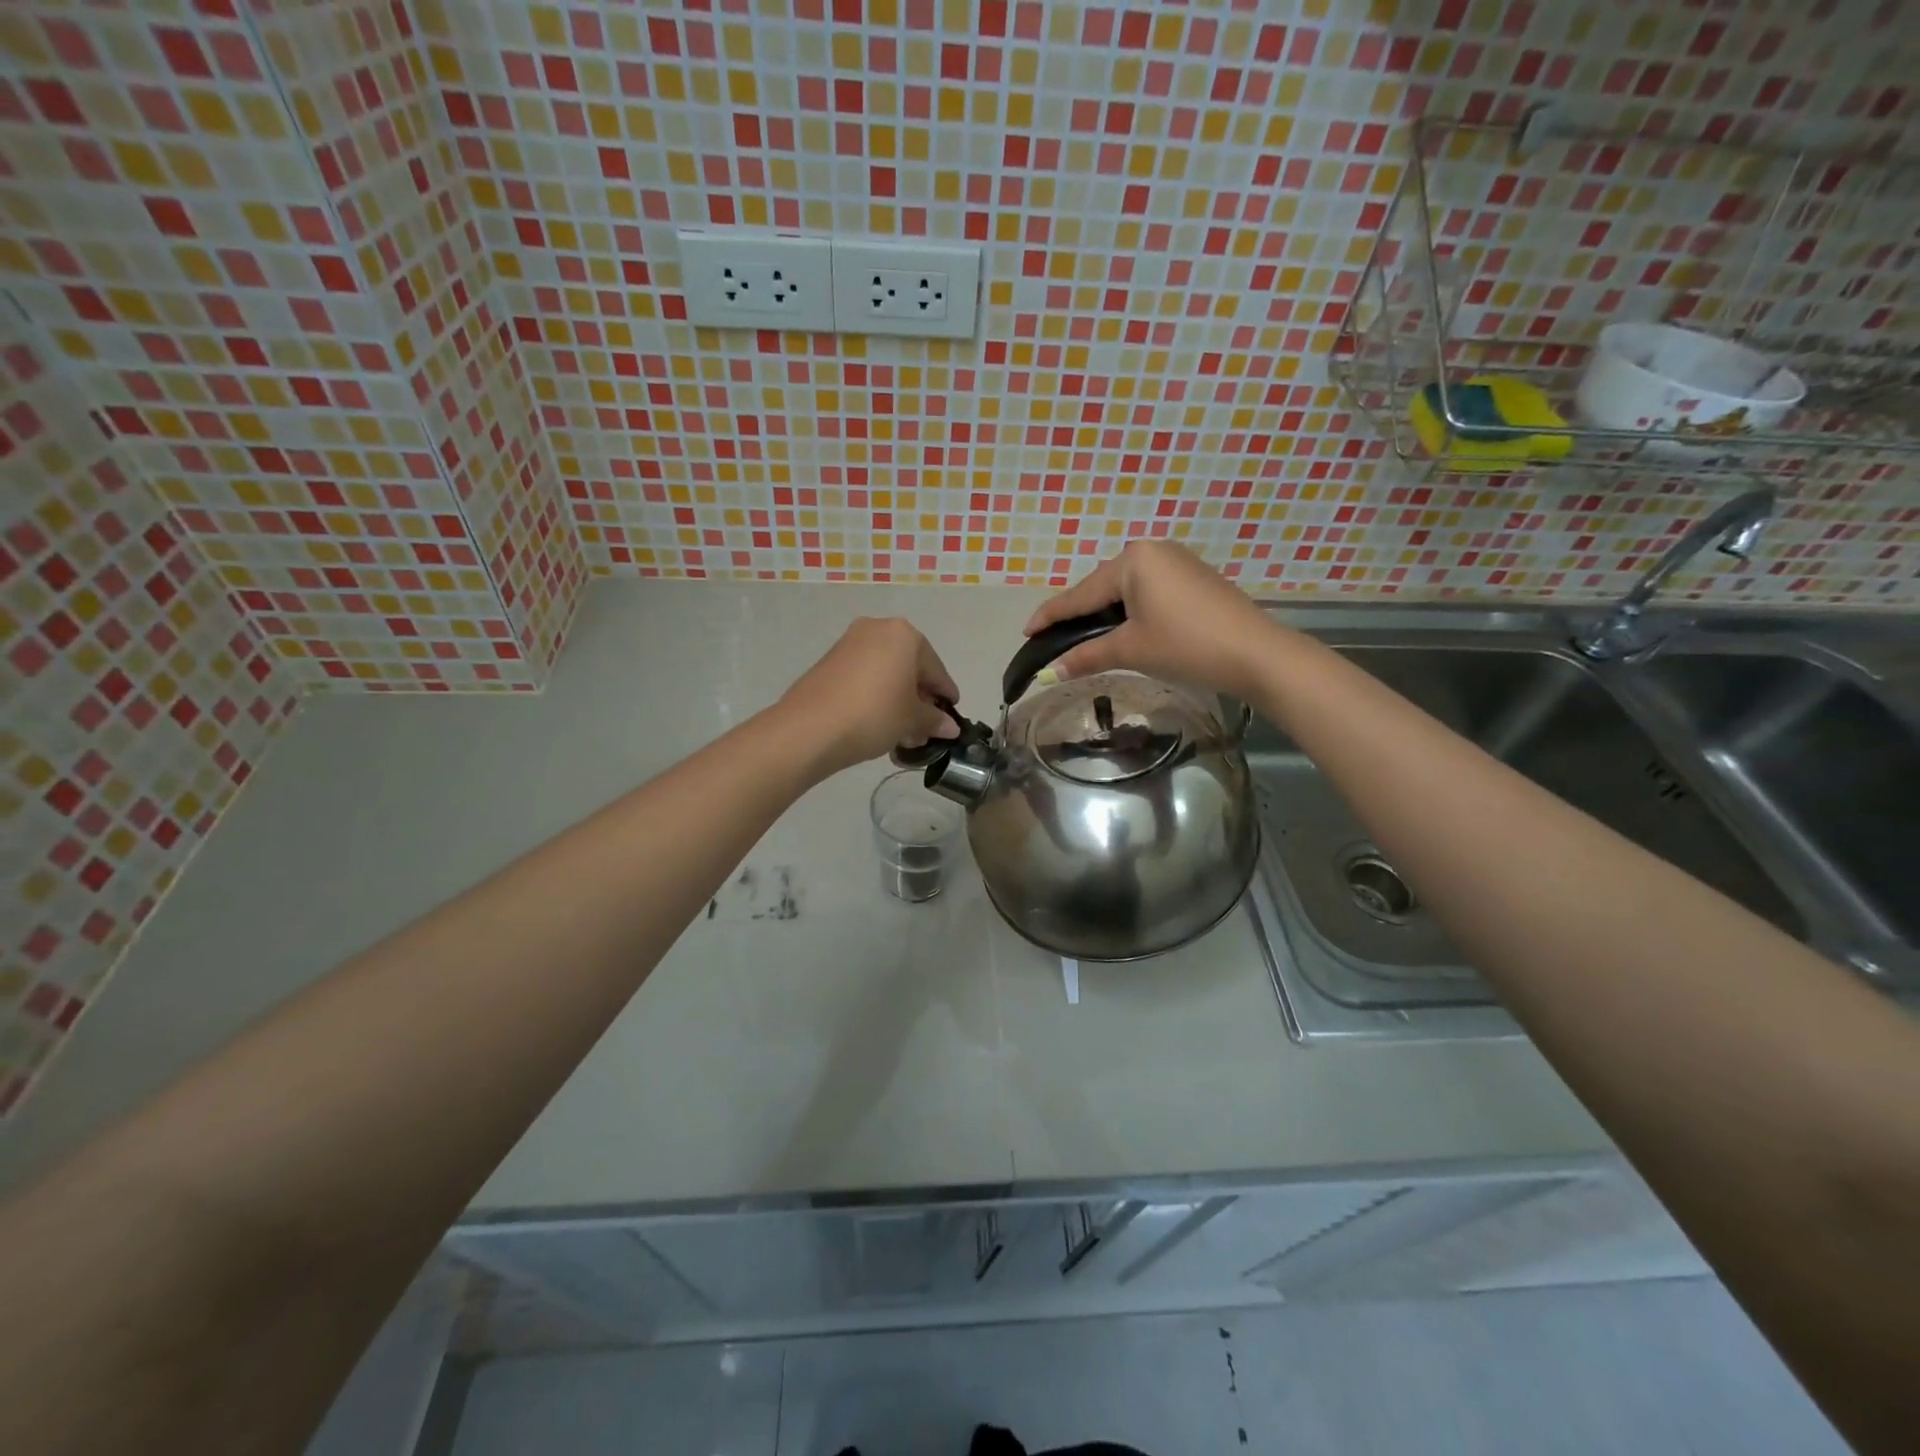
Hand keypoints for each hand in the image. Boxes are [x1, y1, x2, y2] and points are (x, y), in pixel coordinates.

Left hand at [777, 618, 960, 777]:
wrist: (810, 728)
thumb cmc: (874, 714)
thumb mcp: (911, 720)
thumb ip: (934, 720)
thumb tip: (950, 727)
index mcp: (904, 634)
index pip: (935, 669)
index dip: (945, 695)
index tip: (951, 716)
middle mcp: (877, 629)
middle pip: (909, 666)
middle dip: (919, 697)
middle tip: (924, 727)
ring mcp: (849, 643)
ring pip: (885, 672)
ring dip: (897, 699)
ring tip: (901, 731)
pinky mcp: (829, 661)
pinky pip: (864, 676)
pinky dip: (875, 695)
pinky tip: (877, 722)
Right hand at [1023, 542, 1277, 699]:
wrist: (1256, 653)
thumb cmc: (1186, 645)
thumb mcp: (1131, 649)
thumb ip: (1087, 656)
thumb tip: (1050, 672)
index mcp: (1133, 560)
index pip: (1080, 593)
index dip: (1051, 615)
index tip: (1026, 631)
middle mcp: (1152, 550)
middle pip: (1101, 587)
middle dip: (1078, 614)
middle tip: (1054, 640)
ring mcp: (1176, 561)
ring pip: (1125, 590)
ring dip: (1105, 615)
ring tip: (1085, 639)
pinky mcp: (1193, 578)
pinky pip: (1148, 592)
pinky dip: (1130, 612)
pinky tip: (1123, 630)